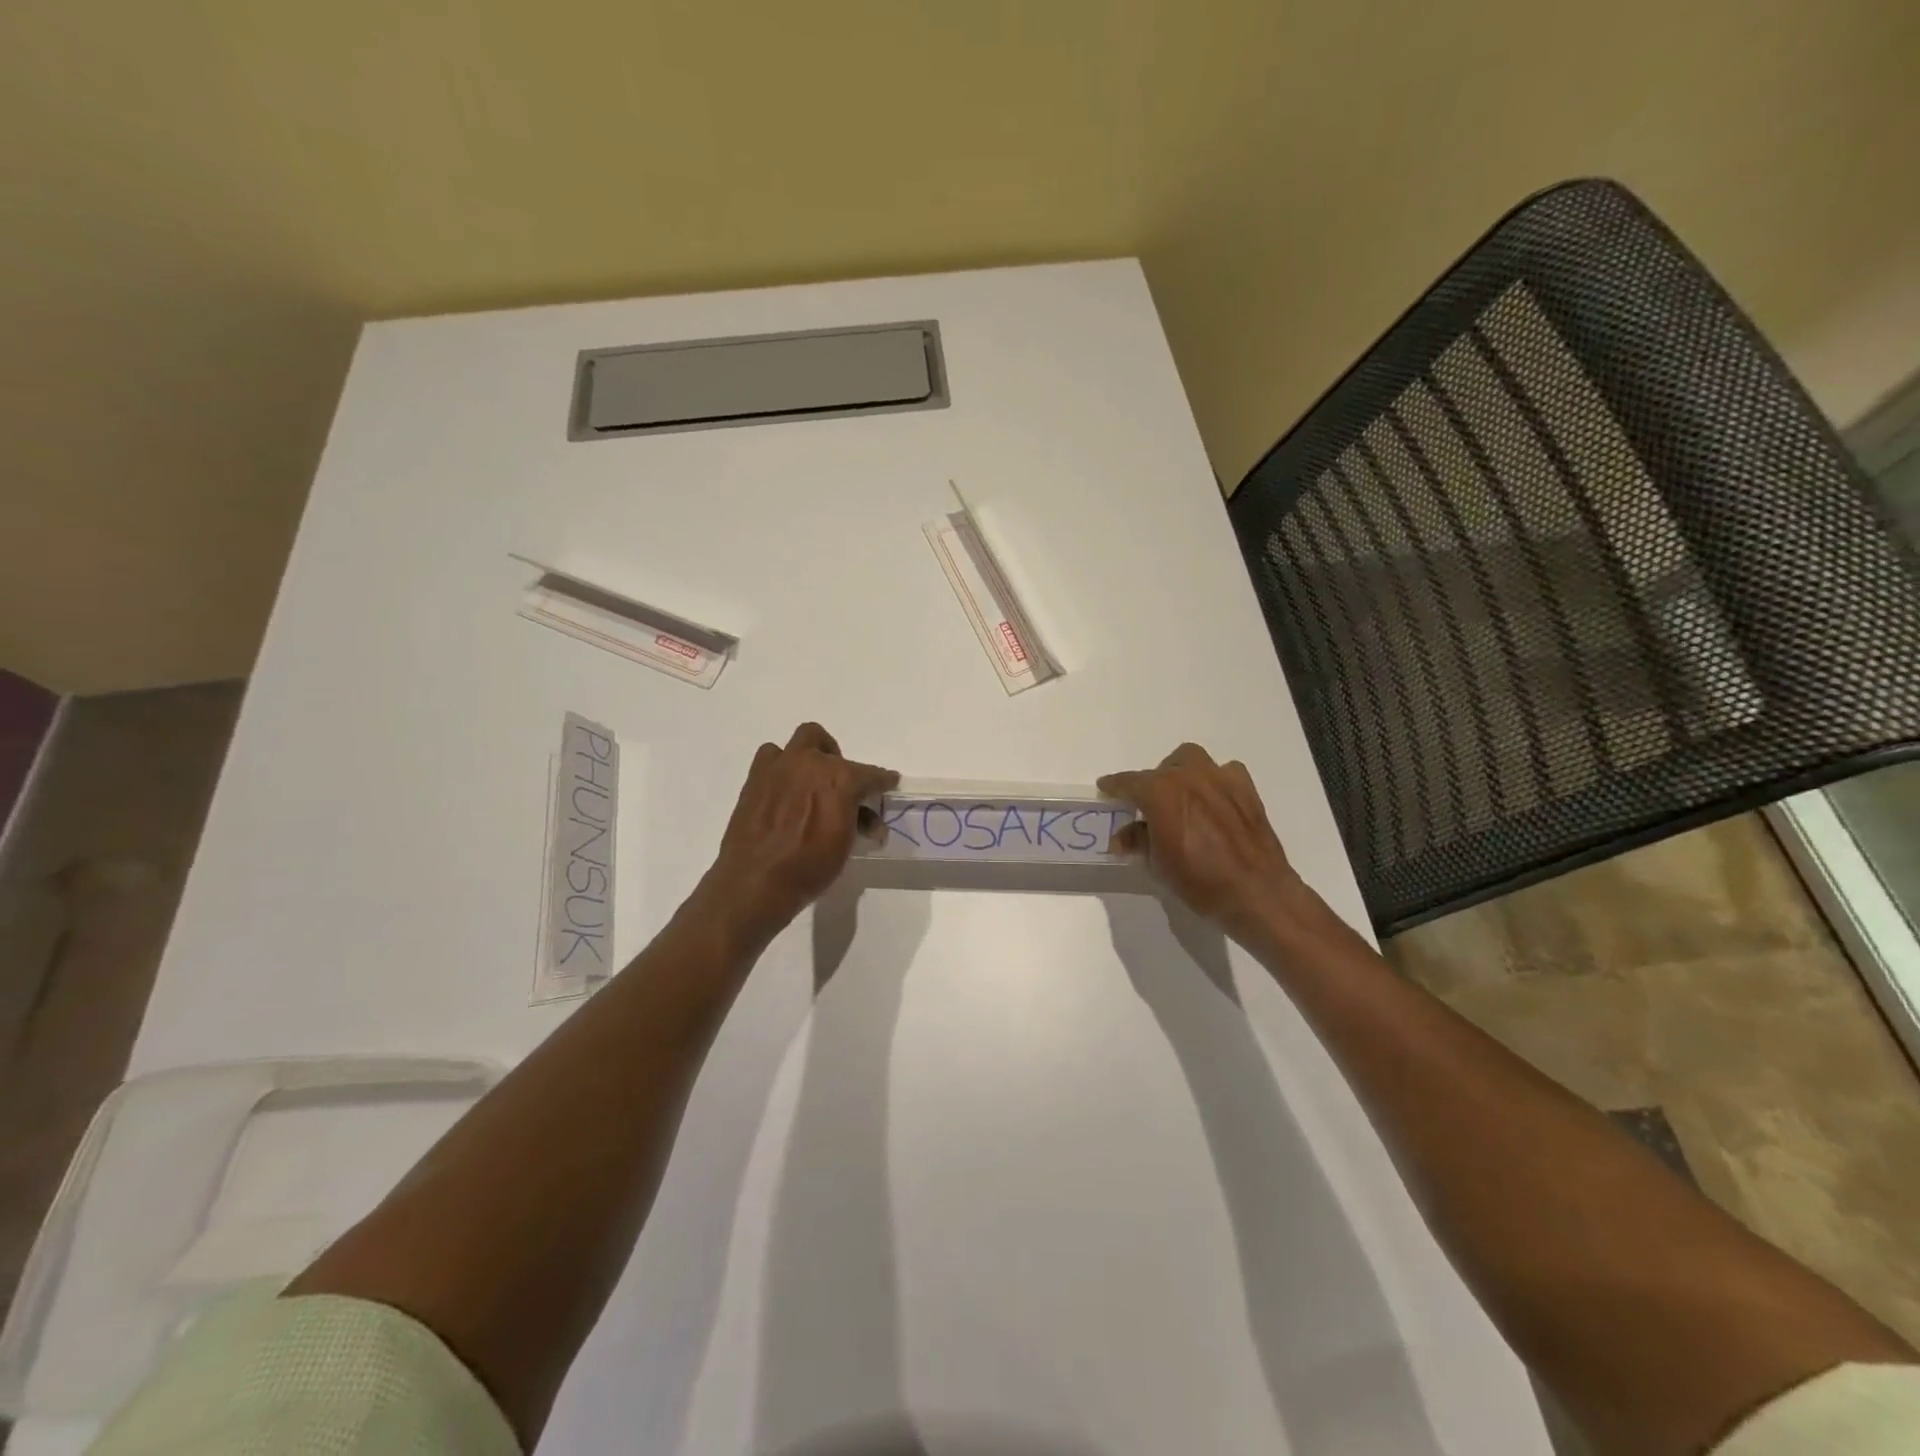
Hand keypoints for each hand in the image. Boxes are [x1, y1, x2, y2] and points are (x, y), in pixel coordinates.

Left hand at [699, 723, 897, 938]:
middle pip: (832, 748)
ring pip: (802, 740)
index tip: (888, 782)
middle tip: (840, 786)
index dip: (882, 780)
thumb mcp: (845, 846)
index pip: (870, 774)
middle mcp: (811, 763)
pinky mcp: (756, 776)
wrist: (756, 881)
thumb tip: (868, 820)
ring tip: (810, 782)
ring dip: (810, 756)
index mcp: (840, 778)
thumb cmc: (809, 867)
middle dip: (840, 762)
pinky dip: (782, 766)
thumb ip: (858, 822)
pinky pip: (772, 757)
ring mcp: (781, 766)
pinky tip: (784, 789)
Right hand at [1098, 744, 1304, 938]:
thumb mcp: (1158, 865)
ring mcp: (1220, 779)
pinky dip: (1214, 781)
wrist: (1257, 893)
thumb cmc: (1200, 881)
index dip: (1114, 786)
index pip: (1129, 782)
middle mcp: (1189, 776)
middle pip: (1161, 769)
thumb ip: (1137, 842)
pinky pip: (1224, 772)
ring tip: (1180, 796)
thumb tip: (1123, 836)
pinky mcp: (1246, 789)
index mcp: (1161, 792)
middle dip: (1150, 783)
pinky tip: (1214, 801)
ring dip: (1180, 772)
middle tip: (1148, 806)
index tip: (1105, 787)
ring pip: (1192, 759)